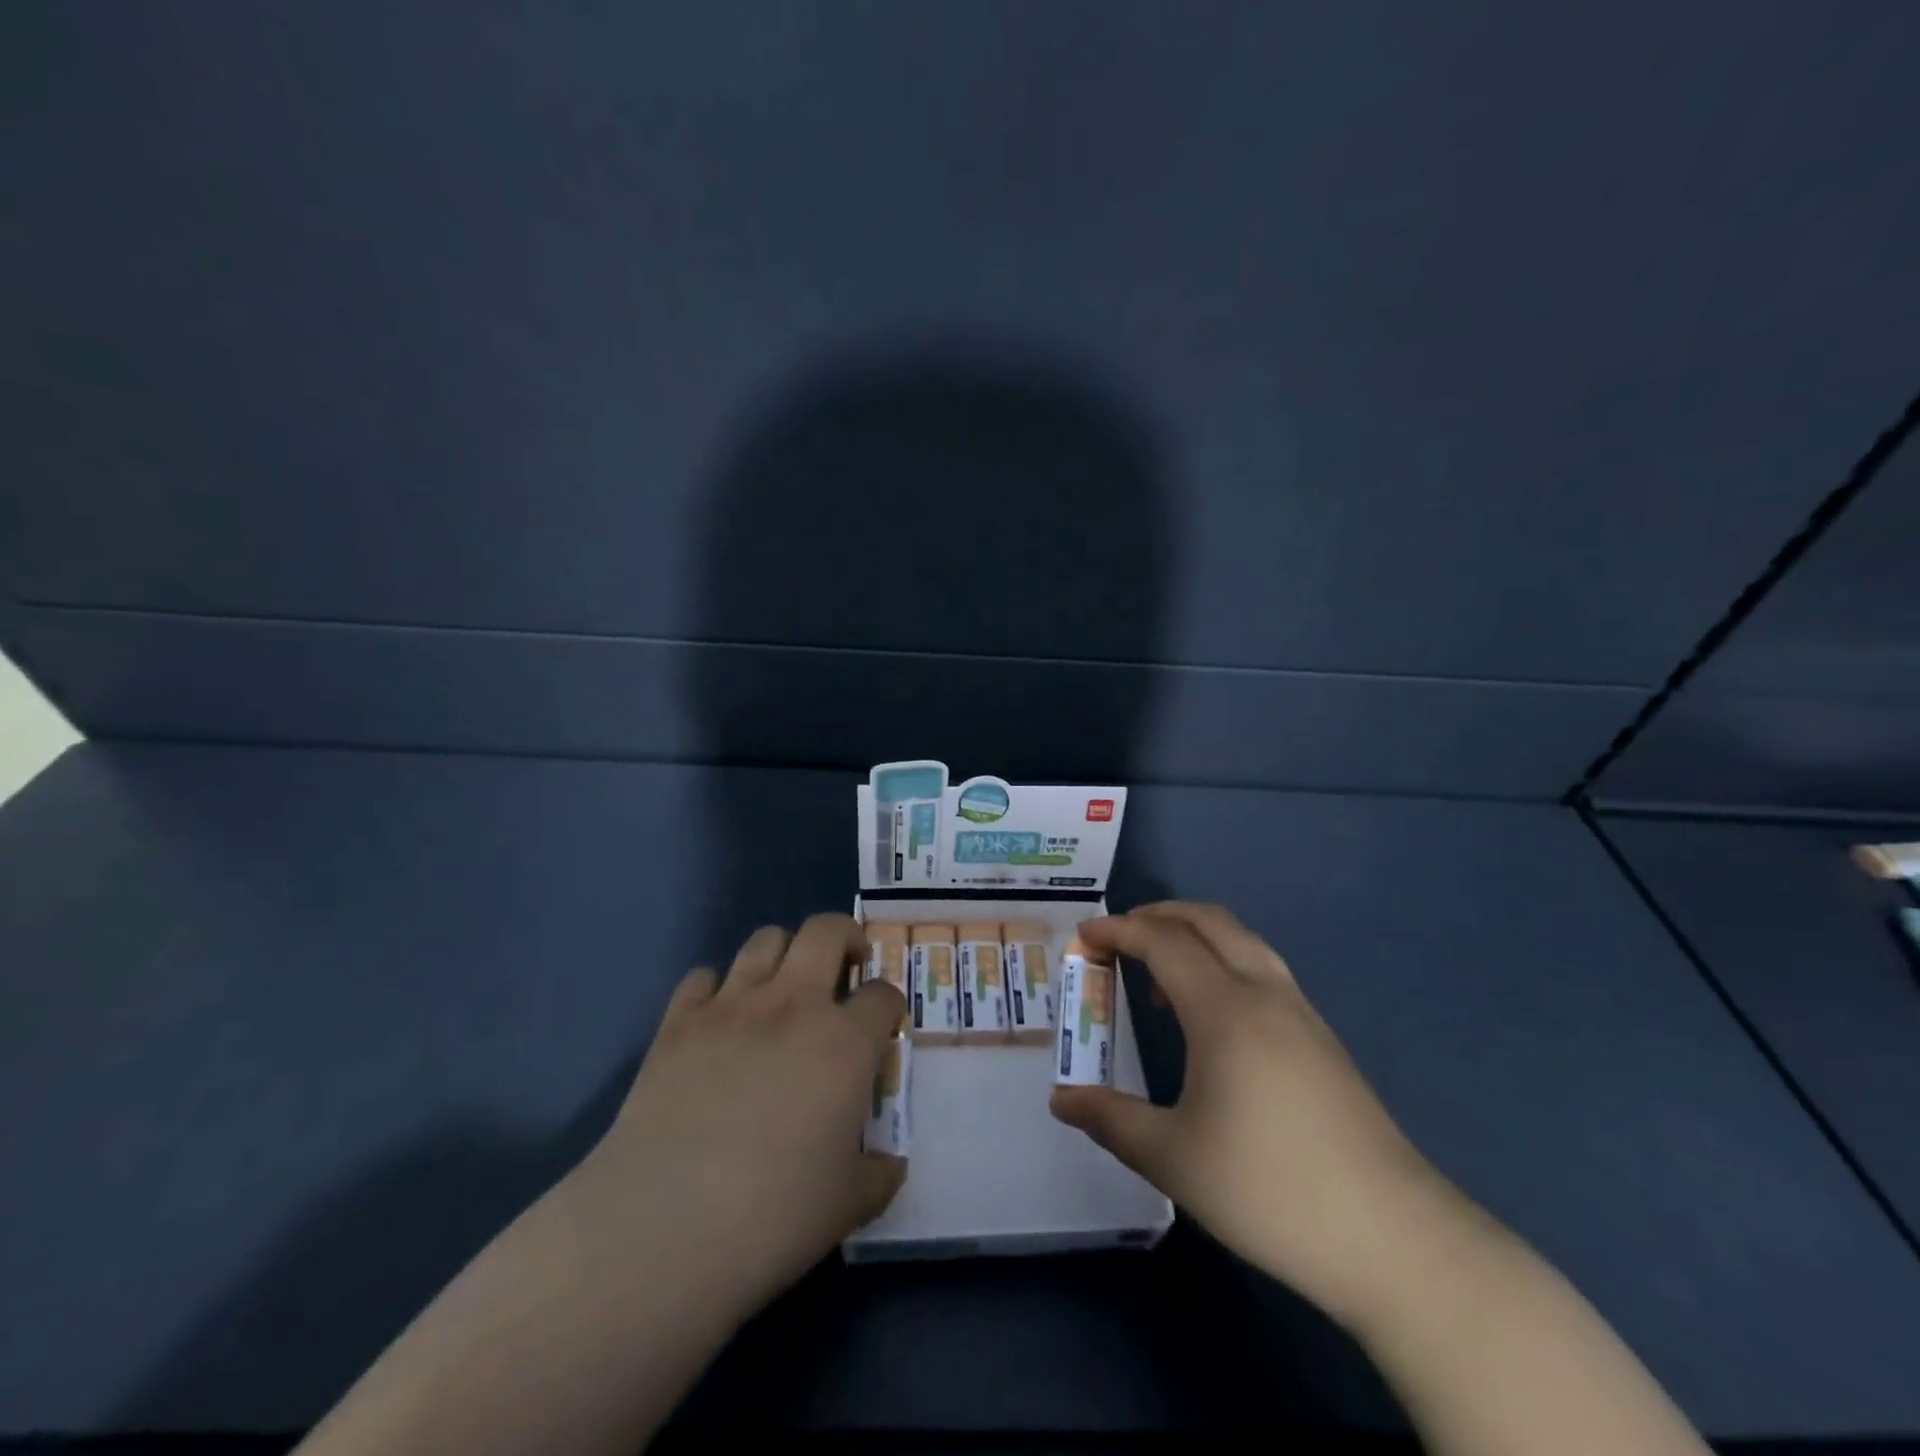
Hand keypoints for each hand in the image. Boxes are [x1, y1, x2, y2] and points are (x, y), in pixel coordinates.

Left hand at [574, 913, 906, 1316]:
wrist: (663, 1226)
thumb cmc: (772, 1216)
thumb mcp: (846, 1206)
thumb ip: (877, 1176)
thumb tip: (891, 1166)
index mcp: (845, 1043)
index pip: (883, 995)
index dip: (889, 1004)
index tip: (884, 1024)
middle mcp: (794, 1005)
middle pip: (827, 931)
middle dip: (845, 938)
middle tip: (846, 965)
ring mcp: (732, 1006)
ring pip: (765, 939)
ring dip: (783, 953)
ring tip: (784, 986)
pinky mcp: (678, 1021)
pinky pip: (703, 976)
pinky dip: (717, 988)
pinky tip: (718, 1021)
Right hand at [1051, 902, 1465, 1327]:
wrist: (1394, 1239)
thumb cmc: (1269, 1189)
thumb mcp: (1173, 1158)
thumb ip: (1111, 1120)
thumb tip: (1061, 1100)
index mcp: (1225, 1010)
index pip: (1164, 942)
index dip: (1119, 930)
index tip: (1084, 935)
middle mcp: (1265, 994)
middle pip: (1209, 921)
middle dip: (1158, 915)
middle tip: (1118, 936)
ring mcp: (1301, 1014)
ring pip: (1243, 942)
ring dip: (1195, 936)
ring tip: (1160, 975)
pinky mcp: (1323, 1040)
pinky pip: (1263, 971)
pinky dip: (1224, 964)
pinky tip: (1212, 1018)